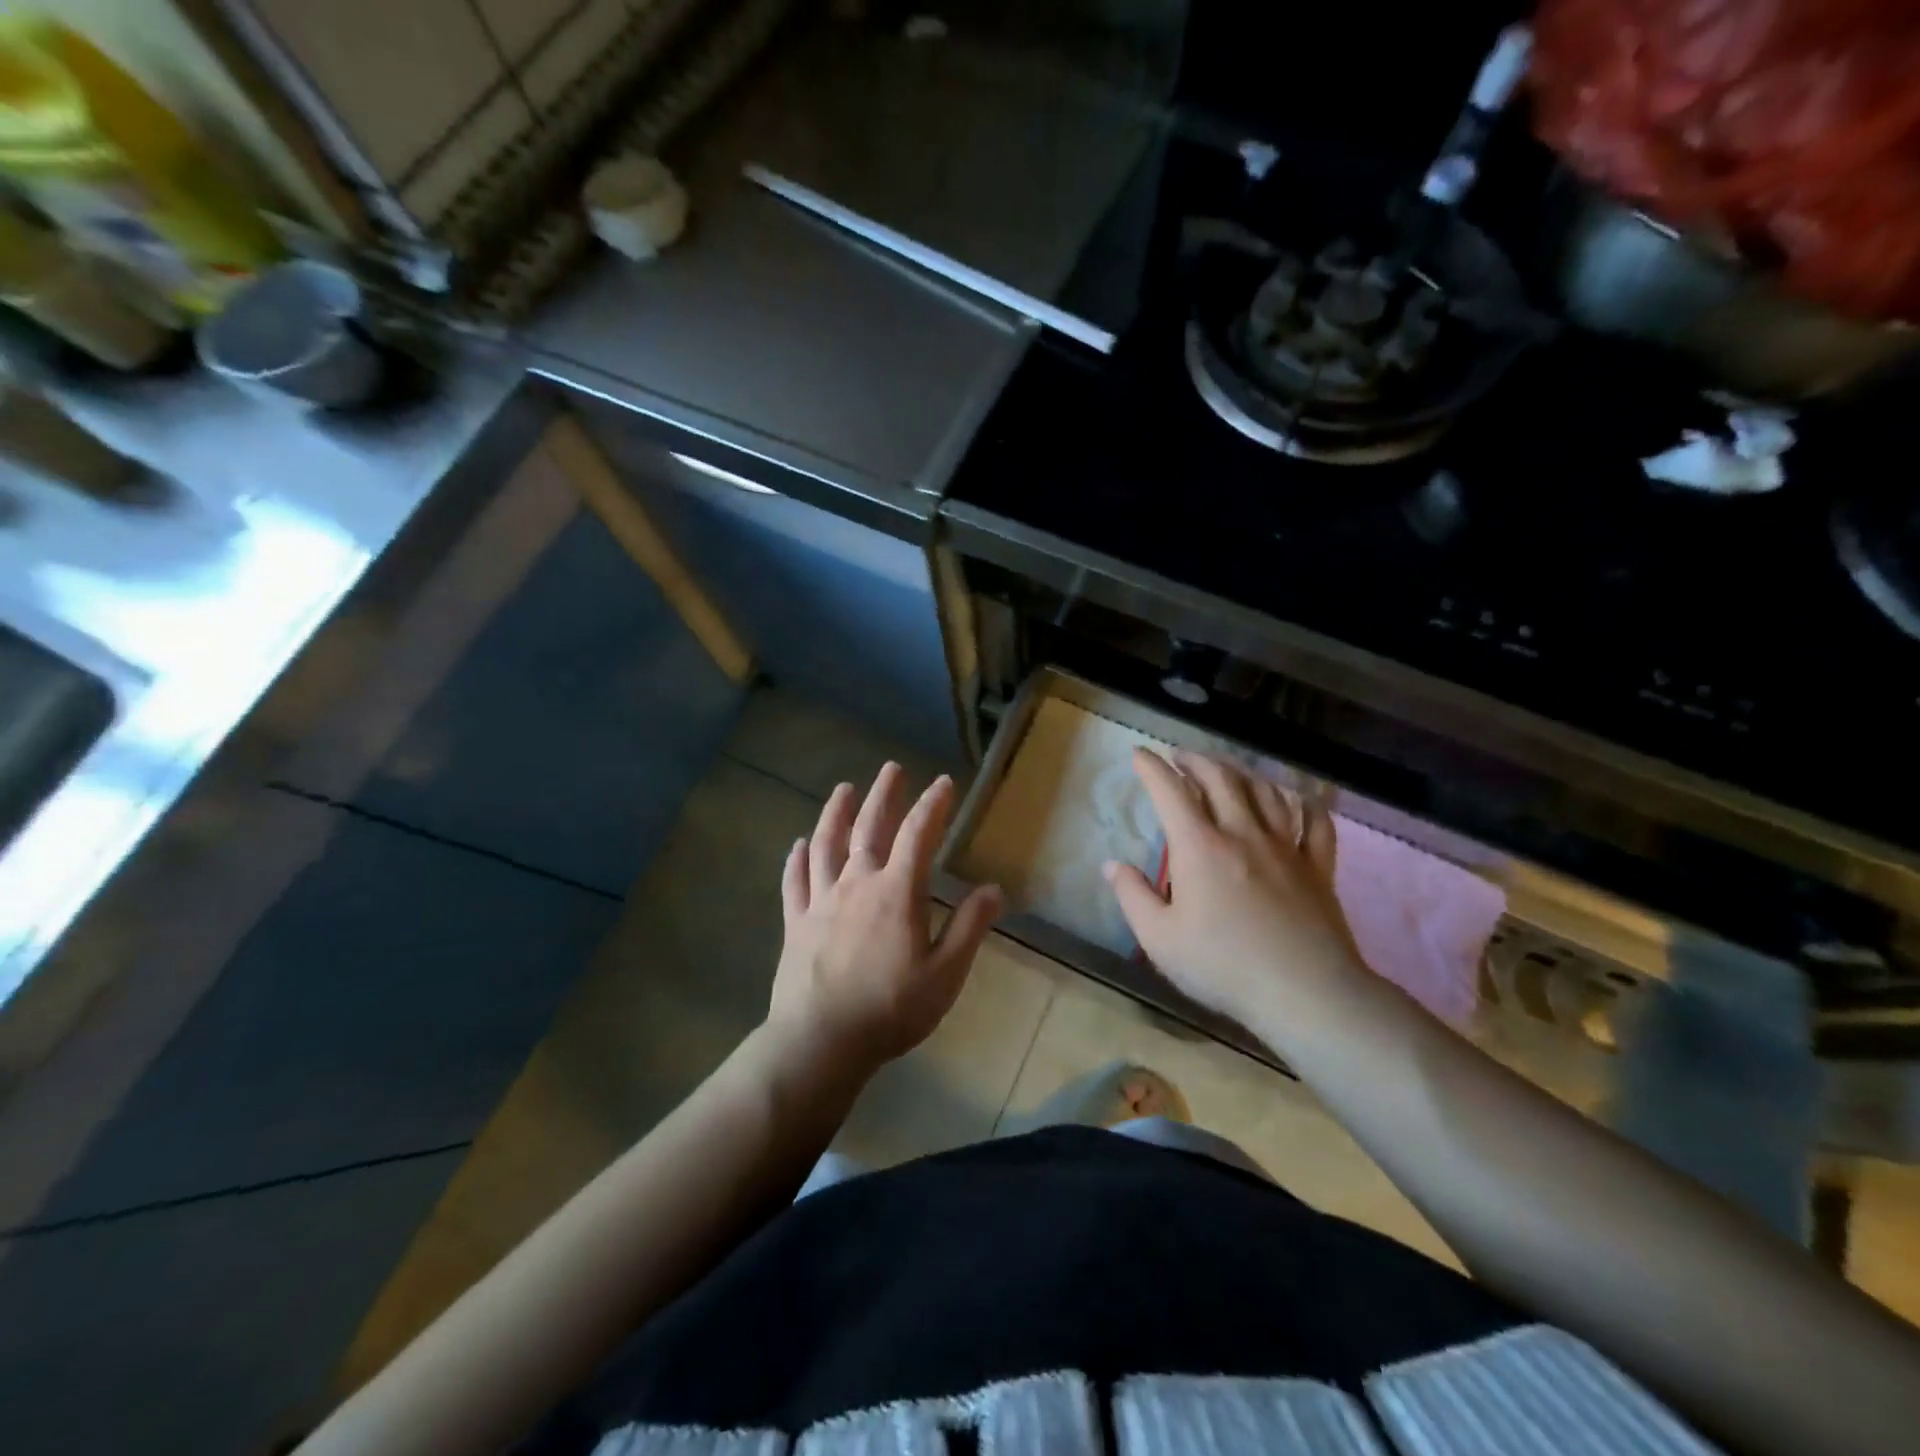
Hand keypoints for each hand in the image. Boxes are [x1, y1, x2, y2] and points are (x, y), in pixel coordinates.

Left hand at [769, 763, 1002, 1072]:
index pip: (918, 835)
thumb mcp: (945, 974)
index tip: (944, 783)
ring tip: (844, 789)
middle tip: (892, 768)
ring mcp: (821, 901)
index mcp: (897, 892)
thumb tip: (993, 889)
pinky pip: (794, 881)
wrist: (821, 1041)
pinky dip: (796, 858)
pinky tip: (798, 844)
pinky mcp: (795, 922)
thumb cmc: (891, 1009)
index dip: (933, 805)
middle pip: (869, 827)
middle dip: (884, 795)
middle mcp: (857, 884)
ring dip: (836, 813)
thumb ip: (970, 928)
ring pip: (826, 844)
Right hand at [1104, 748, 1364, 1033]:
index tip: (1139, 754)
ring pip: (1265, 791)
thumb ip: (1132, 896)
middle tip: (1179, 757)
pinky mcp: (1318, 867)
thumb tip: (1111, 865)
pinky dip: (1302, 803)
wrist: (1305, 993)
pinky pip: (1315, 821)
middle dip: (1195, 760)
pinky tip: (1295, 799)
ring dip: (1241, 772)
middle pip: (1220, 778)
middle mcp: (1243, 834)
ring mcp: (1285, 847)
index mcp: (1200, 847)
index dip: (1152, 767)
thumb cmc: (1223, 967)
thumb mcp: (1159, 939)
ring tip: (1227, 770)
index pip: (1171, 792)